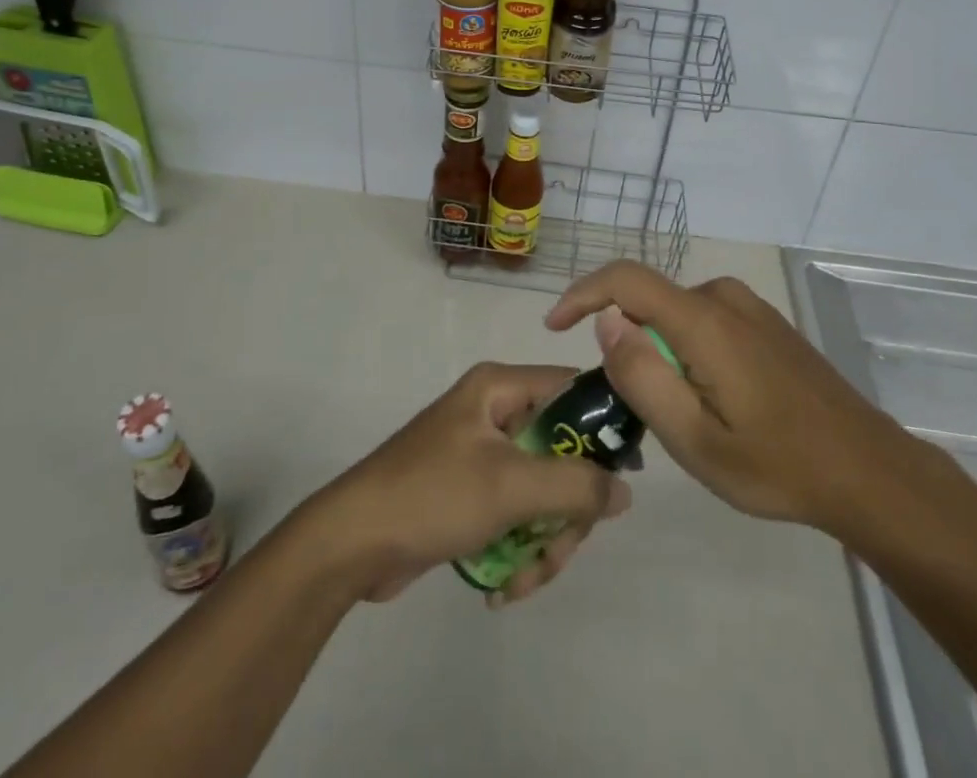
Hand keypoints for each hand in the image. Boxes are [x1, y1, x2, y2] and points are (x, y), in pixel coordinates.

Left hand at [305, 362, 631, 607]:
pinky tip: (505, 588)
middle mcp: (494, 412)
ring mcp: (482, 454)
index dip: (603, 426)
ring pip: (542, 492)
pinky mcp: (471, 492)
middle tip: (560, 550)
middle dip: (566, 512)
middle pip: (562, 452)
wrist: (351, 543)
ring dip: (544, 542)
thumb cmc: (432, 494)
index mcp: (500, 388)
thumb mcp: (510, 487)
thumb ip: (575, 485)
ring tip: (524, 581)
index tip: (625, 475)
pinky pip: (517, 514)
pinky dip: (519, 550)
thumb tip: (624, 490)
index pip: (571, 388)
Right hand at [546, 261, 936, 542]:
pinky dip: (689, 351)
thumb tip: (606, 321)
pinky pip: (704, 321)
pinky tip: (719, 402)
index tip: (553, 326)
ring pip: (676, 315)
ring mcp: (749, 306)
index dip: (582, 294)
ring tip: (687, 416)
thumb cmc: (777, 464)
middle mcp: (723, 297)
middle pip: (650, 304)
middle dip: (630, 345)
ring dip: (663, 353)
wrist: (867, 470)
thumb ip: (642, 376)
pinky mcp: (765, 321)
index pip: (625, 280)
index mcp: (703, 321)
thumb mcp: (695, 440)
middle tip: (644, 412)